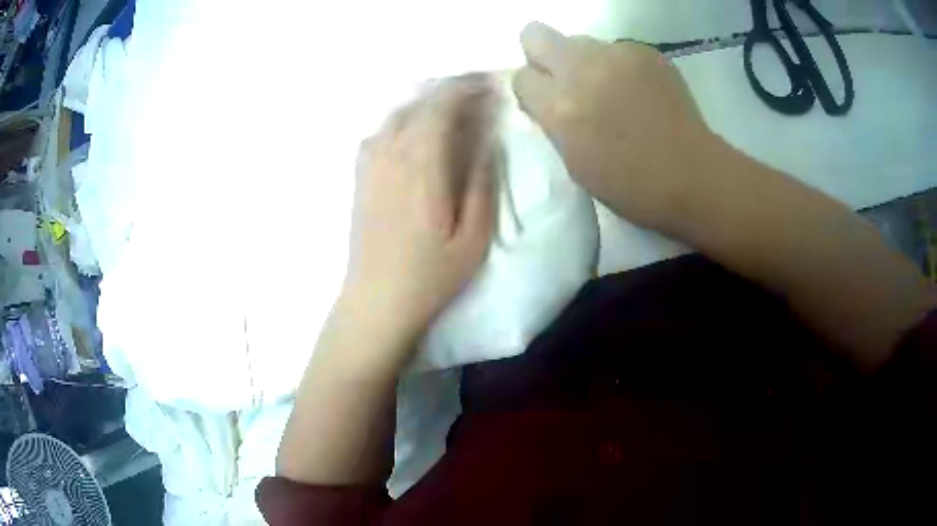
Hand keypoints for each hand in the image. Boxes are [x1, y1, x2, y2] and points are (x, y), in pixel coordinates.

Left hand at [343, 75, 498, 344]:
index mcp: (423, 167)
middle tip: (476, 91)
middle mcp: (392, 155)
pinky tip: (412, 128)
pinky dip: (400, 118)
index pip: (442, 108)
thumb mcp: (473, 239)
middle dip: (449, 90)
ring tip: (450, 104)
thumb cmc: (430, 275)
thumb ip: (482, 184)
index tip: (488, 85)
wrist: (377, 300)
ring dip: (425, 101)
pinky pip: (379, 131)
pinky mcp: (360, 176)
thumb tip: (488, 141)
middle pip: (419, 104)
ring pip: (397, 113)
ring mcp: (370, 164)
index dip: (466, 90)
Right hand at [513, 22, 716, 232]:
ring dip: (585, 61)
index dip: (532, 89)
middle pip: (535, 34)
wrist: (692, 175)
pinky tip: (641, 91)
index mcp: (561, 107)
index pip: (520, 76)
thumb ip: (554, 121)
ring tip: (614, 90)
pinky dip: (620, 66)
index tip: (547, 101)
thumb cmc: (631, 185)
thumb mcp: (575, 162)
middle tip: (566, 79)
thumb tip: (548, 97)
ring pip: (580, 41)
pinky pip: (617, 49)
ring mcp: (616, 54)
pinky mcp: (645, 51)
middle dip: (542, 53)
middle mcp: (582, 69)